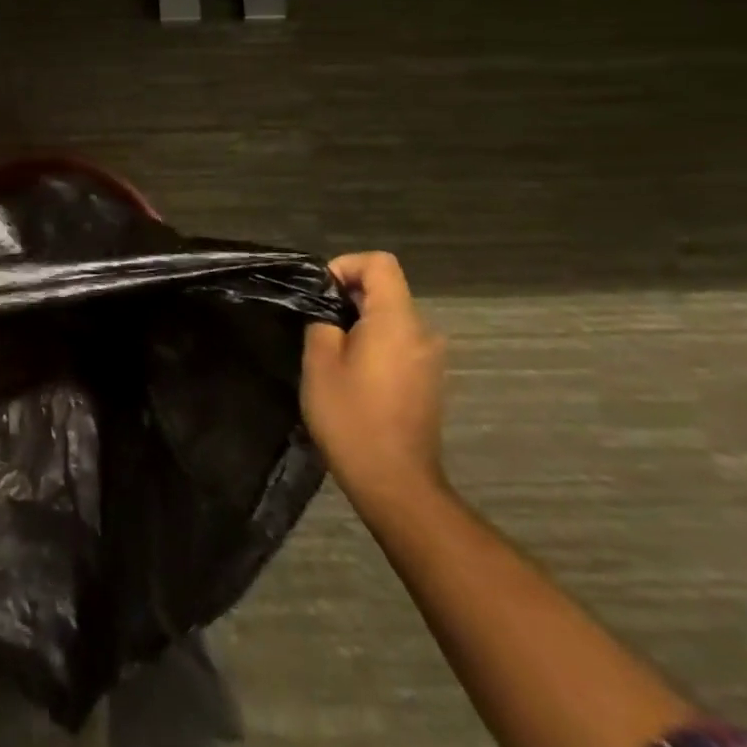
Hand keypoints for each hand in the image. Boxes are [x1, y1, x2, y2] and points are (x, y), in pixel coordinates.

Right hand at [302, 252, 446, 510]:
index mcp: (397, 321)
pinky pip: (399, 343)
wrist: (395, 483)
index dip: (346, 265)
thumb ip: (323, 322)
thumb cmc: (352, 418)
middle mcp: (422, 333)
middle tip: (317, 324)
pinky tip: (352, 375)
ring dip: (360, 323)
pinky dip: (374, 344)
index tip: (321, 292)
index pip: (380, 263)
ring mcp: (429, 359)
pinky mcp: (428, 381)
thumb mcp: (319, 362)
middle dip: (348, 297)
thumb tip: (329, 312)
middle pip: (386, 289)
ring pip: (391, 318)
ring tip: (330, 351)